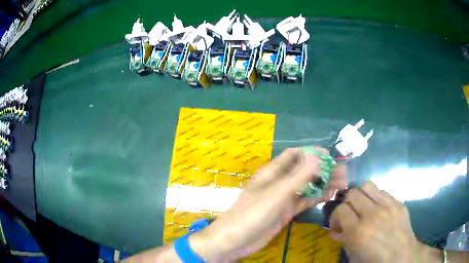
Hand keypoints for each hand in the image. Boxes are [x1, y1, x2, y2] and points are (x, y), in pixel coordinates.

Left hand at [190, 148, 346, 261]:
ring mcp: (283, 198)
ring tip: (342, 183)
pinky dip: (316, 197)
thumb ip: (298, 176)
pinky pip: (304, 201)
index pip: (294, 155)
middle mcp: (279, 182)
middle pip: (304, 171)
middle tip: (343, 171)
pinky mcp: (286, 212)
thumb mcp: (276, 193)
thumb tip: (317, 156)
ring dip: (323, 183)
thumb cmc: (253, 213)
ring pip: (306, 187)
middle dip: (322, 169)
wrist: (236, 240)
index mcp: (272, 172)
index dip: (311, 153)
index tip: (330, 155)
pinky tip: (330, 195)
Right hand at [329, 181, 439, 262]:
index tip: (338, 225)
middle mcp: (372, 214)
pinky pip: (382, 191)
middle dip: (346, 203)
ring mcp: (387, 205)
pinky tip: (378, 208)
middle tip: (349, 214)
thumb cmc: (375, 260)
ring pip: (367, 185)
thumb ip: (343, 240)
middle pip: (352, 193)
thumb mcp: (354, 255)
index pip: (340, 210)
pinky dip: (376, 197)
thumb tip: (335, 231)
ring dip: (361, 194)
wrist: (401, 256)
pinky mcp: (398, 202)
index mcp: (358, 231)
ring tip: (363, 205)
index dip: (335, 216)